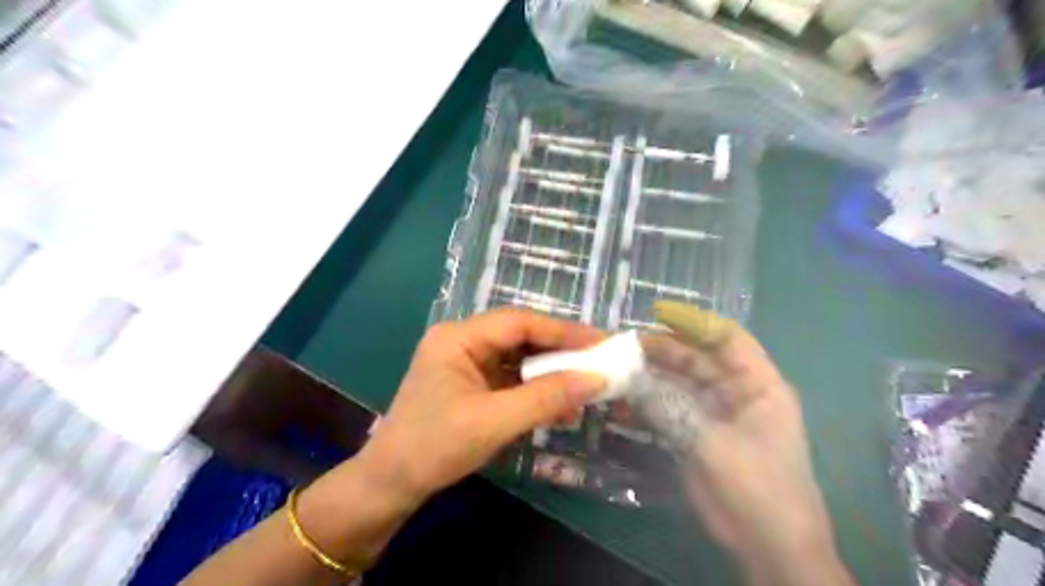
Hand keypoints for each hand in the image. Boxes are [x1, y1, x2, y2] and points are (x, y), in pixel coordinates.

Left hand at [358, 308, 603, 505]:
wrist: (390, 486)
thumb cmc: (434, 447)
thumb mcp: (494, 422)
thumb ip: (546, 398)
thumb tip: (597, 379)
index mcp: (459, 337)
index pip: (520, 322)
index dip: (563, 331)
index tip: (601, 343)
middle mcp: (463, 342)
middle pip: (521, 337)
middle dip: (560, 351)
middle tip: (600, 361)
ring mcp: (467, 364)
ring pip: (519, 359)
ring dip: (551, 374)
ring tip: (586, 386)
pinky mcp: (473, 386)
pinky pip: (512, 380)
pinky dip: (537, 391)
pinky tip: (560, 406)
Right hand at [636, 302, 848, 585]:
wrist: (768, 548)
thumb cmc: (756, 488)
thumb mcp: (712, 444)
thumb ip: (669, 408)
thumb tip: (629, 379)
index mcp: (757, 385)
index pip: (726, 338)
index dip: (693, 321)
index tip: (657, 312)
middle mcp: (736, 392)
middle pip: (696, 358)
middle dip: (663, 350)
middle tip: (624, 345)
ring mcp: (714, 414)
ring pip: (679, 383)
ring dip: (651, 376)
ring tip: (617, 367)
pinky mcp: (697, 434)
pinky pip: (670, 409)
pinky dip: (648, 403)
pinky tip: (623, 400)